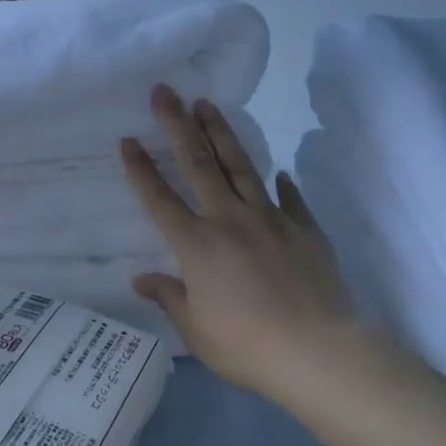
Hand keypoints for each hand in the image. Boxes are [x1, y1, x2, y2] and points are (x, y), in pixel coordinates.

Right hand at [120, 86, 363, 409]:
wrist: (317, 352)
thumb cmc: (246, 346)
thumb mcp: (196, 329)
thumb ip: (169, 298)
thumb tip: (141, 278)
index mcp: (196, 245)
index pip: (160, 199)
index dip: (141, 169)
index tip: (128, 139)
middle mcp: (229, 220)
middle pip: (199, 165)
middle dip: (178, 126)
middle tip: (166, 93)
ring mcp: (270, 220)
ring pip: (241, 167)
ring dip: (221, 133)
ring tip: (208, 105)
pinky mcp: (305, 229)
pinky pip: (290, 199)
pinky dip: (282, 184)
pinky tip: (280, 172)